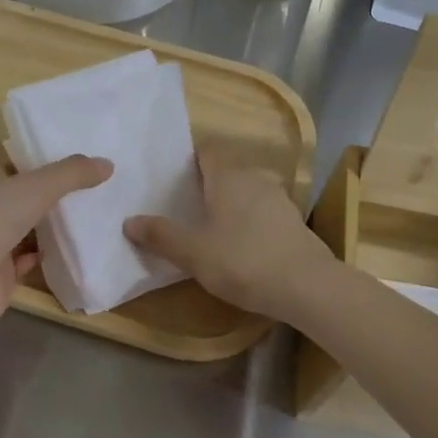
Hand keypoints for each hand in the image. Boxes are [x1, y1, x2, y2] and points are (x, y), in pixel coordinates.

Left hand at [0, 155, 112, 326]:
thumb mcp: (36, 186)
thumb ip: (72, 174)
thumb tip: (108, 164)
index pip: (21, 167)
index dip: (49, 164)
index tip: (83, 164)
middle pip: (27, 200)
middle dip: (57, 197)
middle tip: (98, 191)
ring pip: (30, 231)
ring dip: (55, 228)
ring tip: (95, 218)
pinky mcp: (1, 275)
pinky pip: (31, 260)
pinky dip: (50, 256)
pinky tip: (77, 250)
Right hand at [124, 144, 331, 321]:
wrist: (307, 286)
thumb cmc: (243, 261)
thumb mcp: (194, 253)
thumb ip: (161, 236)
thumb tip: (129, 221)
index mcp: (228, 177)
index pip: (208, 151)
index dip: (191, 159)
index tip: (174, 176)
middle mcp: (255, 178)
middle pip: (227, 170)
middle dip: (209, 183)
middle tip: (187, 203)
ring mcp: (280, 199)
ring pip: (248, 190)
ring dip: (232, 202)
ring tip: (213, 225)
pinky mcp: (294, 222)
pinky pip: (264, 211)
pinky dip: (251, 220)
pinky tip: (243, 243)